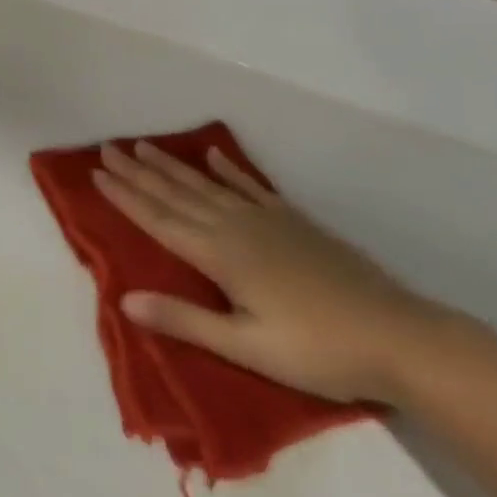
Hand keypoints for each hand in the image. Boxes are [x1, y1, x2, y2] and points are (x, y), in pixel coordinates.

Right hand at [94, 141, 452, 403]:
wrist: (401, 338)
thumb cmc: (319, 351)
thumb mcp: (247, 347)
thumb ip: (185, 321)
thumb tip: (125, 299)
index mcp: (219, 255)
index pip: (158, 220)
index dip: (125, 197)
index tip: (96, 173)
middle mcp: (235, 228)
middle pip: (176, 194)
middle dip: (138, 172)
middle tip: (108, 148)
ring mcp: (267, 220)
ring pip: (206, 185)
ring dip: (172, 165)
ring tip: (144, 145)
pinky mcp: (295, 222)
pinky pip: (251, 187)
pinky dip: (230, 169)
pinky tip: (215, 155)